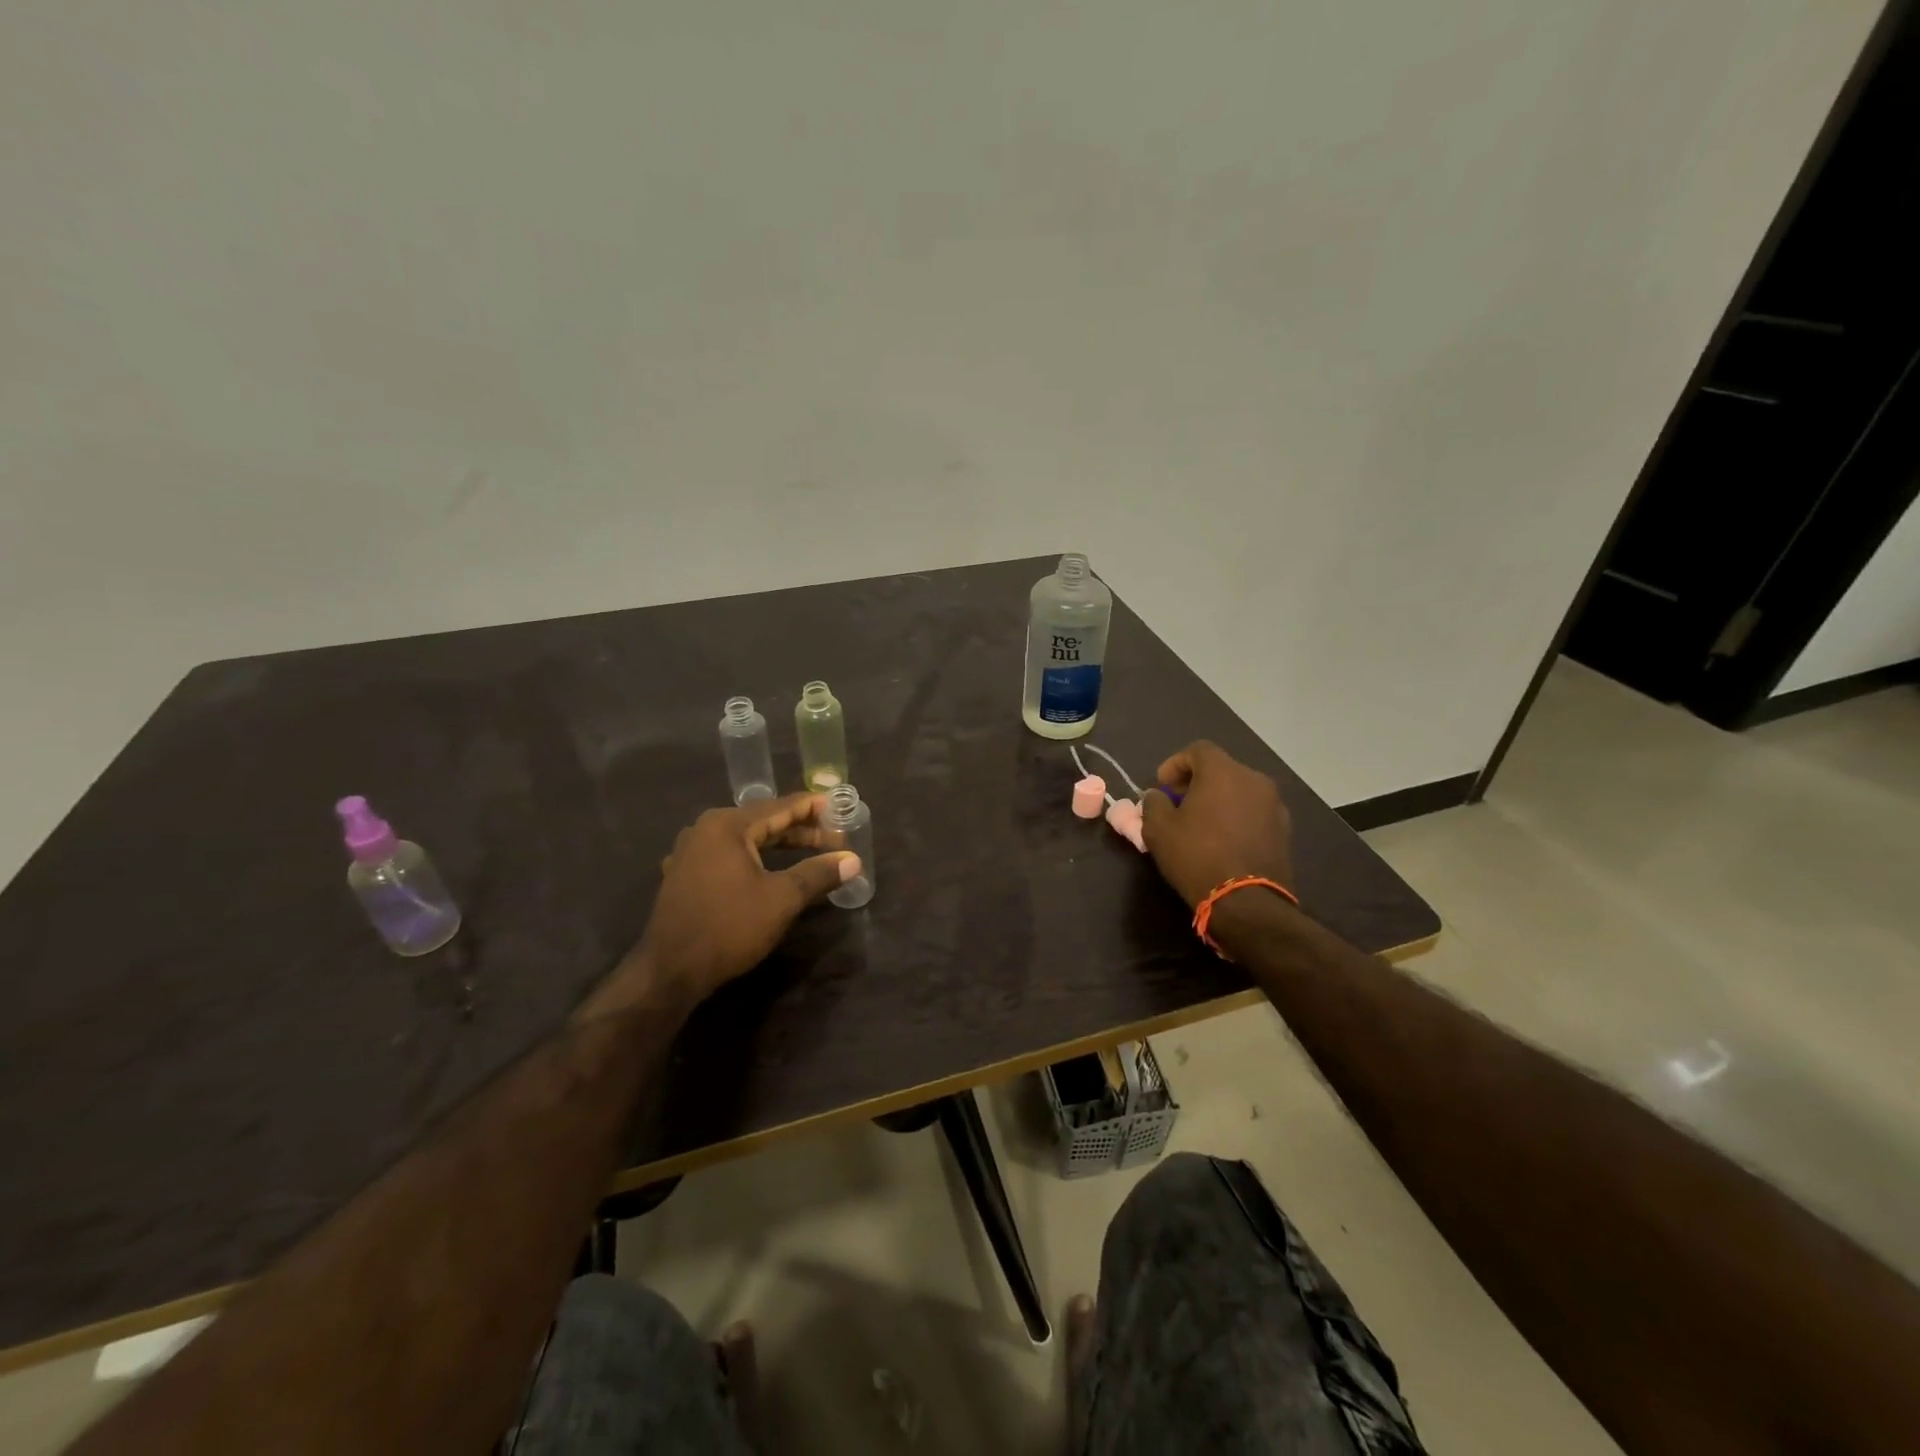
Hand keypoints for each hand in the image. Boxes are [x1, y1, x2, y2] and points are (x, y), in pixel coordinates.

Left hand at [627, 793, 856, 1004]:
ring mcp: (691, 853)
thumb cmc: (729, 926)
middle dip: (800, 830)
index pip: (779, 807)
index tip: (839, 806)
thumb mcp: (782, 899)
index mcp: (727, 825)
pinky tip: (771, 871)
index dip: (812, 808)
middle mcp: (705, 830)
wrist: (670, 971)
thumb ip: (818, 873)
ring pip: (745, 840)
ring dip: (779, 845)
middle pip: (762, 821)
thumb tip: (853, 860)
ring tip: (811, 852)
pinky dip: (755, 859)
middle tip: (834, 837)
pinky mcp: (685, 876)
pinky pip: (728, 856)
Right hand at [1140, 741, 1293, 907]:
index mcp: (1223, 772)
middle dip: (1196, 782)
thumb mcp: (1158, 829)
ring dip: (1218, 799)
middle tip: (1178, 805)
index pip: (1198, 750)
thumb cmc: (1196, 856)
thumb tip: (1157, 796)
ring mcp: (1274, 805)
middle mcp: (1254, 780)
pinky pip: (1253, 811)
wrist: (1246, 902)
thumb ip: (1153, 803)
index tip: (1161, 786)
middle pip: (1221, 769)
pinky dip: (1236, 816)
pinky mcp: (1284, 830)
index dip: (1175, 764)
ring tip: (1201, 824)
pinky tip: (1223, 840)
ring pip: (1239, 790)